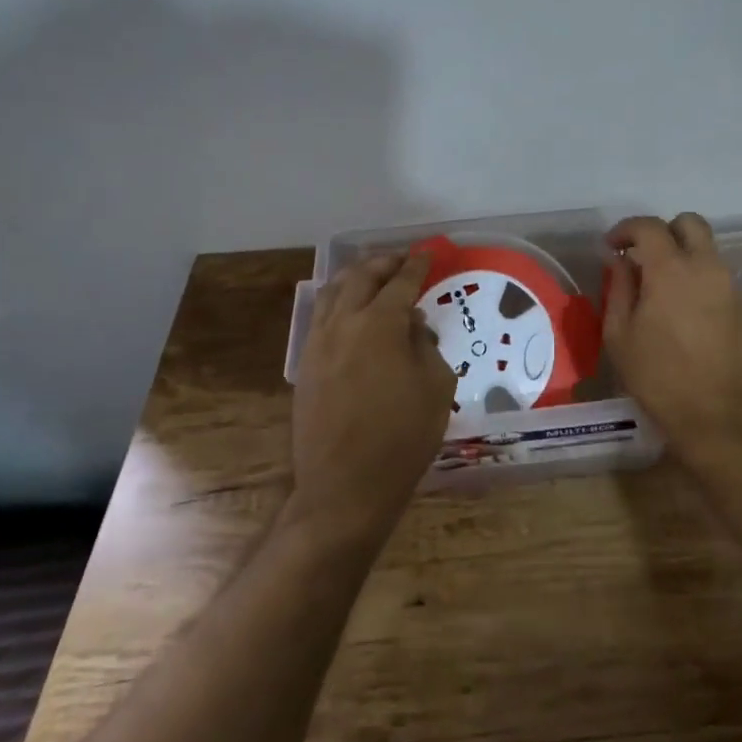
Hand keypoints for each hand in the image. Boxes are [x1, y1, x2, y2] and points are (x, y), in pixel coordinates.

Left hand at [289, 253, 454, 547]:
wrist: (345, 486)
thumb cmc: (402, 437)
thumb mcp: (435, 387)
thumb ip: (425, 345)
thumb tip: (412, 326)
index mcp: (379, 325)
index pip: (400, 284)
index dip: (415, 267)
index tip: (426, 255)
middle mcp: (344, 324)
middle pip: (361, 278)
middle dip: (383, 263)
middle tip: (401, 259)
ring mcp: (318, 344)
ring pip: (333, 293)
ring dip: (355, 277)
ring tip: (372, 275)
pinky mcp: (306, 365)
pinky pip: (321, 317)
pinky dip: (337, 301)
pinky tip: (348, 309)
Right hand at [605, 214, 741, 464]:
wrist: (724, 417)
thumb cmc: (661, 378)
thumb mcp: (621, 336)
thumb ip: (618, 290)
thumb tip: (620, 263)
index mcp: (672, 268)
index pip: (649, 226)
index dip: (625, 230)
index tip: (611, 247)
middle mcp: (706, 266)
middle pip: (689, 223)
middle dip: (663, 232)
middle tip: (642, 257)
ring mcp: (730, 286)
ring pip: (706, 249)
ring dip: (682, 255)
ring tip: (658, 288)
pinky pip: (716, 275)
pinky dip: (697, 277)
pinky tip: (680, 310)